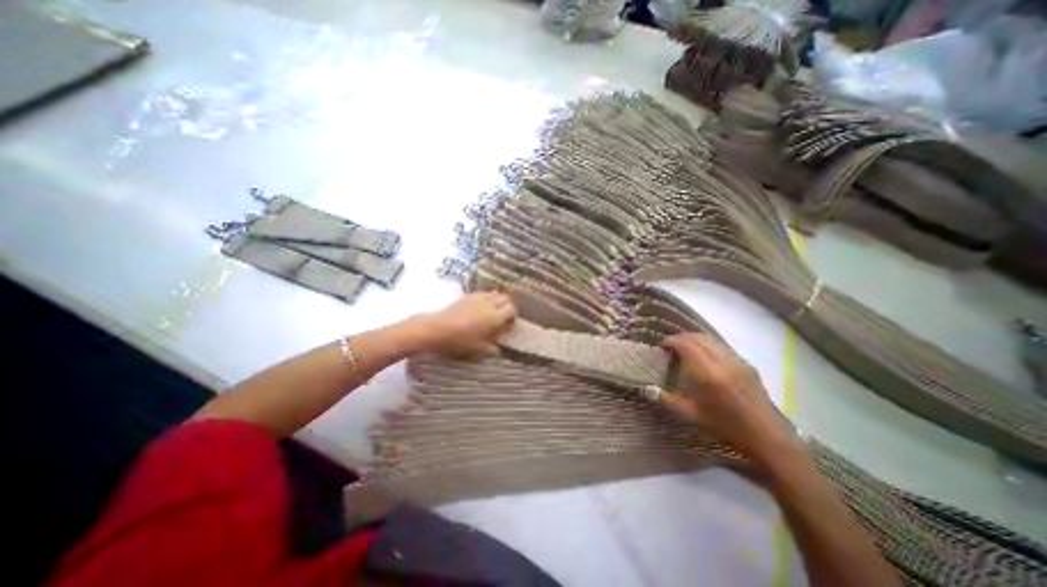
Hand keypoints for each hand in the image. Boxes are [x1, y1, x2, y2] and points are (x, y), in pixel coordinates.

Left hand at [415, 291, 515, 356]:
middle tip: (502, 318)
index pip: (511, 309)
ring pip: (495, 293)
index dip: (512, 317)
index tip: (508, 325)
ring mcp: (478, 298)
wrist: (437, 329)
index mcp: (495, 317)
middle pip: (506, 298)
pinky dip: (486, 298)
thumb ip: (492, 346)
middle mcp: (489, 304)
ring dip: (497, 301)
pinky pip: (483, 293)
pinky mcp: (468, 296)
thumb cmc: (460, 342)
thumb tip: (499, 346)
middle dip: (507, 306)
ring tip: (492, 311)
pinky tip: (480, 308)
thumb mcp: (479, 349)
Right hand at [657, 336, 798, 462]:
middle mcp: (723, 361)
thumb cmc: (727, 429)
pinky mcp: (747, 365)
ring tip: (685, 351)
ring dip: (695, 340)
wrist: (769, 440)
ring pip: (712, 339)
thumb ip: (666, 399)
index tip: (661, 347)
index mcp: (708, 373)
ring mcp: (738, 361)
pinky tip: (705, 359)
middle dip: (681, 338)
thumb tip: (645, 389)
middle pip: (698, 337)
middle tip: (670, 348)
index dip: (671, 341)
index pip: (686, 344)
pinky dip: (708, 346)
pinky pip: (722, 346)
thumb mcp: (692, 416)